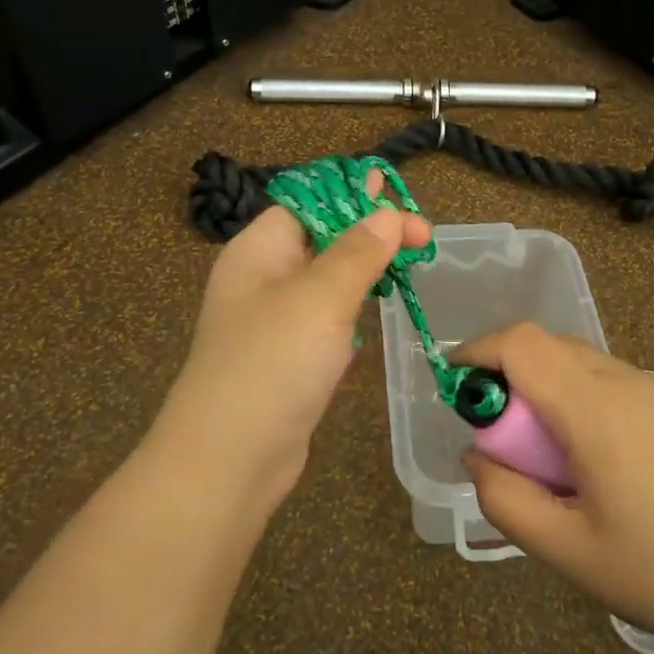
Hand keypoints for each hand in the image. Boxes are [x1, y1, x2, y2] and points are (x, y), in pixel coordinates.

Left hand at [153, 174, 431, 509]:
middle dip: (370, 230)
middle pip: (321, 237)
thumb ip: (358, 252)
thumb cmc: (272, 363)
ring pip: (328, 279)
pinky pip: (327, 318)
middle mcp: (263, 278)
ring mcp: (276, 320)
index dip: (352, 194)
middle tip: (422, 236)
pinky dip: (354, 307)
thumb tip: (388, 214)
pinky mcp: (291, 357)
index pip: (307, 201)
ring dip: (366, 267)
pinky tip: (378, 306)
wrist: (231, 460)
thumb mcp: (319, 298)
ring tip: (410, 260)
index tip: (399, 196)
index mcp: (258, 250)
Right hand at [460, 324, 653, 653]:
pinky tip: (608, 466)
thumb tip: (478, 454)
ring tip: (558, 462)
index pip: (522, 344)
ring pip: (584, 365)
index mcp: (596, 410)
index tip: (456, 384)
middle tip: (505, 439)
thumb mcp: (569, 553)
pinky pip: (618, 385)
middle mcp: (629, 383)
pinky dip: (587, 402)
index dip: (479, 351)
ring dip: (550, 392)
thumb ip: (506, 499)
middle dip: (511, 377)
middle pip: (550, 348)